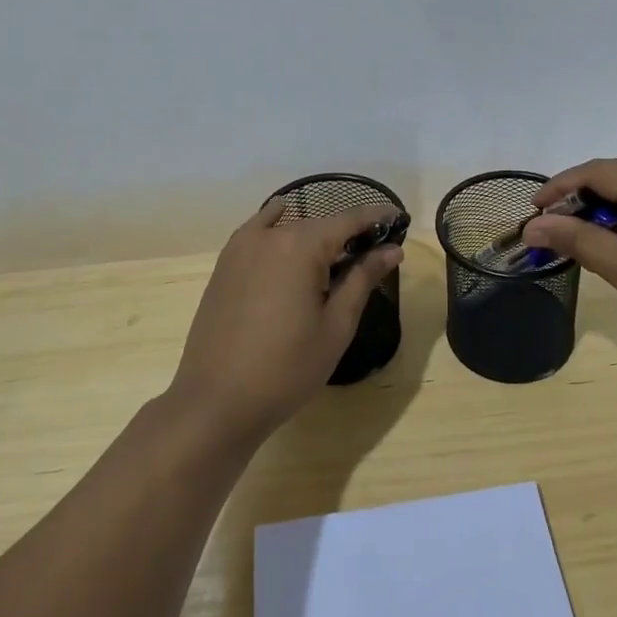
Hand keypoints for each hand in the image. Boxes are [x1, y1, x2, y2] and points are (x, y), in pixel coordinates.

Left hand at [169, 200, 403, 444]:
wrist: (217, 400)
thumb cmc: (287, 368)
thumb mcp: (336, 326)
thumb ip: (363, 279)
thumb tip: (392, 250)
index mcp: (301, 246)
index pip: (349, 219)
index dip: (377, 216)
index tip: (399, 217)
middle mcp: (270, 235)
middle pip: (320, 223)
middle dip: (349, 231)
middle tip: (375, 249)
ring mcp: (242, 248)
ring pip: (289, 228)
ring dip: (316, 234)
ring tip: (337, 253)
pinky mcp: (225, 264)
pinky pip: (257, 231)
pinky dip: (275, 222)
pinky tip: (283, 219)